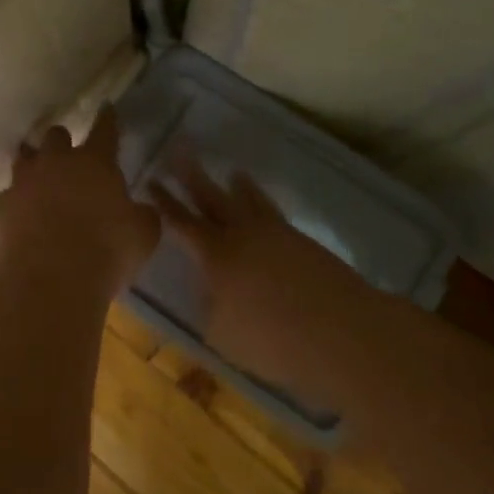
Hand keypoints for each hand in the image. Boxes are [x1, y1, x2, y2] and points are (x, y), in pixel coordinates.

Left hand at [0, 108, 159, 296]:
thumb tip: (139, 210)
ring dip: (34, 164)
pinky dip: (18, 201)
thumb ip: (141, 216)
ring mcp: (23, 183)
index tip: (107, 108)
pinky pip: (9, 195)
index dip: (108, 119)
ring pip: (25, 159)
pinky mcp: (1, 207)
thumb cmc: (106, 253)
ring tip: (38, 176)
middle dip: (62, 141)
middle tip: (68, 155)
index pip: (105, 130)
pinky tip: (23, 216)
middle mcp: (56, 163)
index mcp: (95, 163)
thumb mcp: (142, 235)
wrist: (48, 281)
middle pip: (55, 136)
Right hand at [152, 161, 380, 407]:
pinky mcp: (300, 240)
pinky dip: (260, 199)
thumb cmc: (276, 343)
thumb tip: (207, 291)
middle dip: (190, 175)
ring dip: (232, 184)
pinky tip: (258, 200)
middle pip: (210, 197)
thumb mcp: (224, 335)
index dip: (163, 202)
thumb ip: (209, 308)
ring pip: (246, 199)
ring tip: (228, 171)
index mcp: (215, 257)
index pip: (181, 223)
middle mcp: (241, 235)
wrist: (344, 334)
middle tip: (177, 150)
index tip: (150, 180)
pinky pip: (271, 210)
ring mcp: (274, 233)